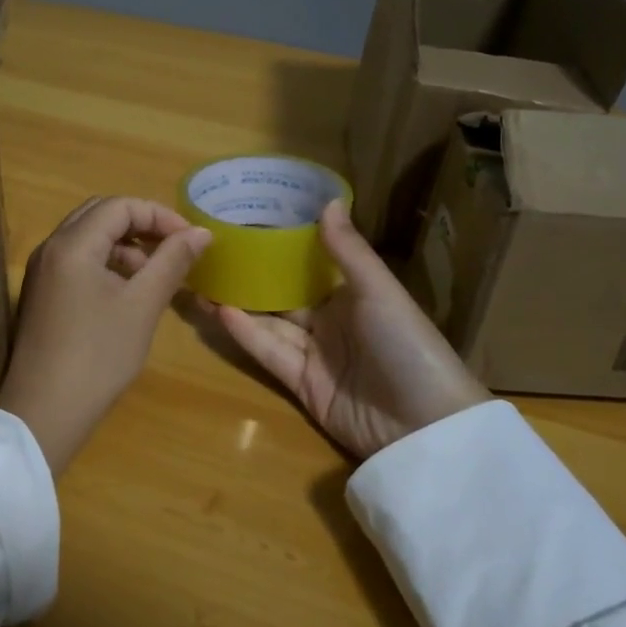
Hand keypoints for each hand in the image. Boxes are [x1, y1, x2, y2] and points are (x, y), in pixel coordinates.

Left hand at [0, 196, 211, 474]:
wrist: (44, 412)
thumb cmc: (99, 356)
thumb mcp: (143, 305)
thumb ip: (172, 261)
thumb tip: (201, 232)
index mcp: (73, 244)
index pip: (120, 206)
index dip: (159, 215)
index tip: (190, 239)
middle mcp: (51, 248)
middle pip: (100, 214)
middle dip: (141, 224)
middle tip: (173, 246)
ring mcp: (42, 271)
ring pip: (88, 237)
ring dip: (124, 244)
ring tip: (155, 272)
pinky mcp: (41, 293)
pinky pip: (77, 259)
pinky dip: (106, 262)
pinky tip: (127, 291)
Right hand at [209, 200, 489, 459]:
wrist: (424, 427)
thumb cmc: (407, 345)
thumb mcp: (380, 292)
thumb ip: (348, 250)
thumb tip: (326, 199)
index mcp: (352, 295)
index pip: (308, 265)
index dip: (279, 247)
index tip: (245, 222)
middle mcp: (330, 321)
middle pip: (282, 294)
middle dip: (250, 277)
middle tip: (210, 254)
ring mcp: (314, 354)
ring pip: (269, 322)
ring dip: (238, 303)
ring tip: (201, 280)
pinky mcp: (301, 385)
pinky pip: (269, 352)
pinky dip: (245, 333)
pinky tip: (219, 311)